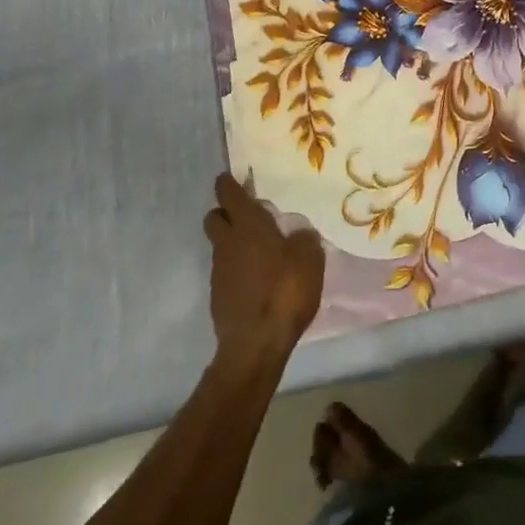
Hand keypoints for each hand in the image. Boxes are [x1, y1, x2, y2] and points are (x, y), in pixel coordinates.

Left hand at [203, 172, 323, 365]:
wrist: (256, 345)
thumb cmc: (285, 292)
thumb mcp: (310, 259)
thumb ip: (304, 239)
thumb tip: (299, 234)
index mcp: (248, 225)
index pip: (228, 194)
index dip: (228, 183)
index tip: (232, 178)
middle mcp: (227, 242)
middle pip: (214, 217)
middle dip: (225, 212)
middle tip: (248, 216)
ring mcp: (218, 270)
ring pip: (220, 245)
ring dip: (234, 243)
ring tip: (260, 252)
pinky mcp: (218, 296)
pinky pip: (225, 271)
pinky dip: (237, 269)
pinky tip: (257, 280)